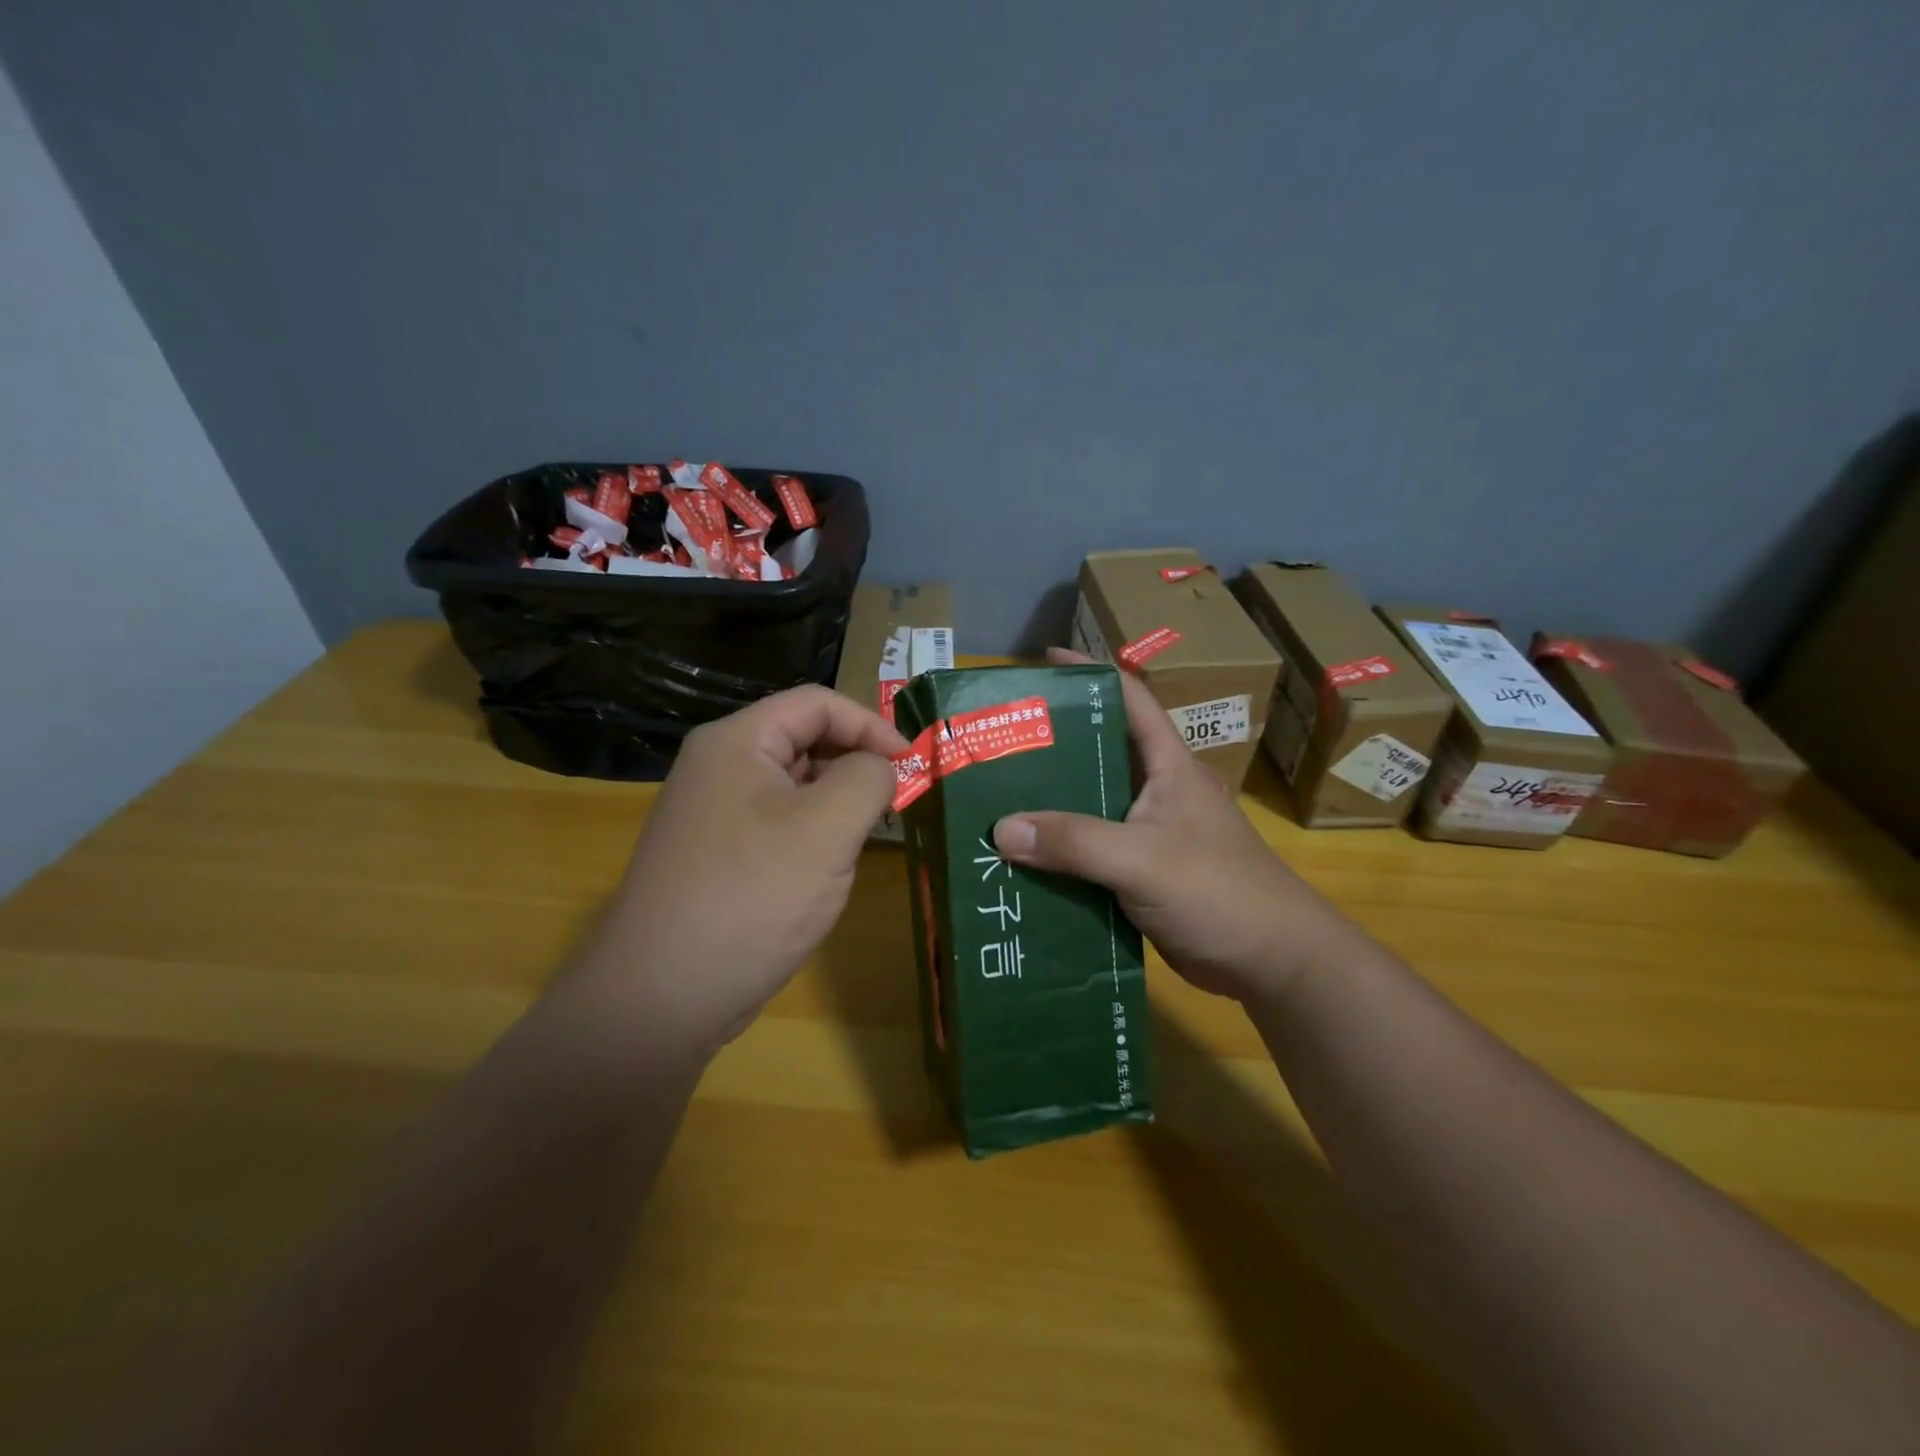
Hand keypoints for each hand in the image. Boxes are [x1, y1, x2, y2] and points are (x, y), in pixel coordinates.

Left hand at [582, 686, 907, 1052]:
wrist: (662, 996)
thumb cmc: (753, 896)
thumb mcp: (828, 826)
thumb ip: (868, 777)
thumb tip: (879, 767)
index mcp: (737, 742)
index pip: (816, 703)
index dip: (871, 724)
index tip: (912, 764)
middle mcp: (718, 767)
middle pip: (802, 739)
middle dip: (855, 762)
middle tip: (897, 800)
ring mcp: (712, 814)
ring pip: (792, 785)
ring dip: (837, 800)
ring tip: (870, 833)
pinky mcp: (715, 856)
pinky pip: (776, 823)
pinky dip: (813, 832)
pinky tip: (830, 867)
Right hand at [992, 649, 1359, 1002]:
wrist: (1274, 962)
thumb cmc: (1219, 892)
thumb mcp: (1142, 859)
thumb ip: (1073, 842)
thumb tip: (1000, 829)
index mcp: (1169, 766)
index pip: (1129, 700)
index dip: (1090, 674)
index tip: (1041, 663)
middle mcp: (1158, 790)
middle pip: (1100, 751)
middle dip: (1053, 742)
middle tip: (998, 740)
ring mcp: (1151, 833)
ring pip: (1091, 804)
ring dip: (1050, 802)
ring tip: (994, 794)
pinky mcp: (1143, 872)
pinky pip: (1091, 850)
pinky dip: (1059, 850)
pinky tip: (1021, 856)